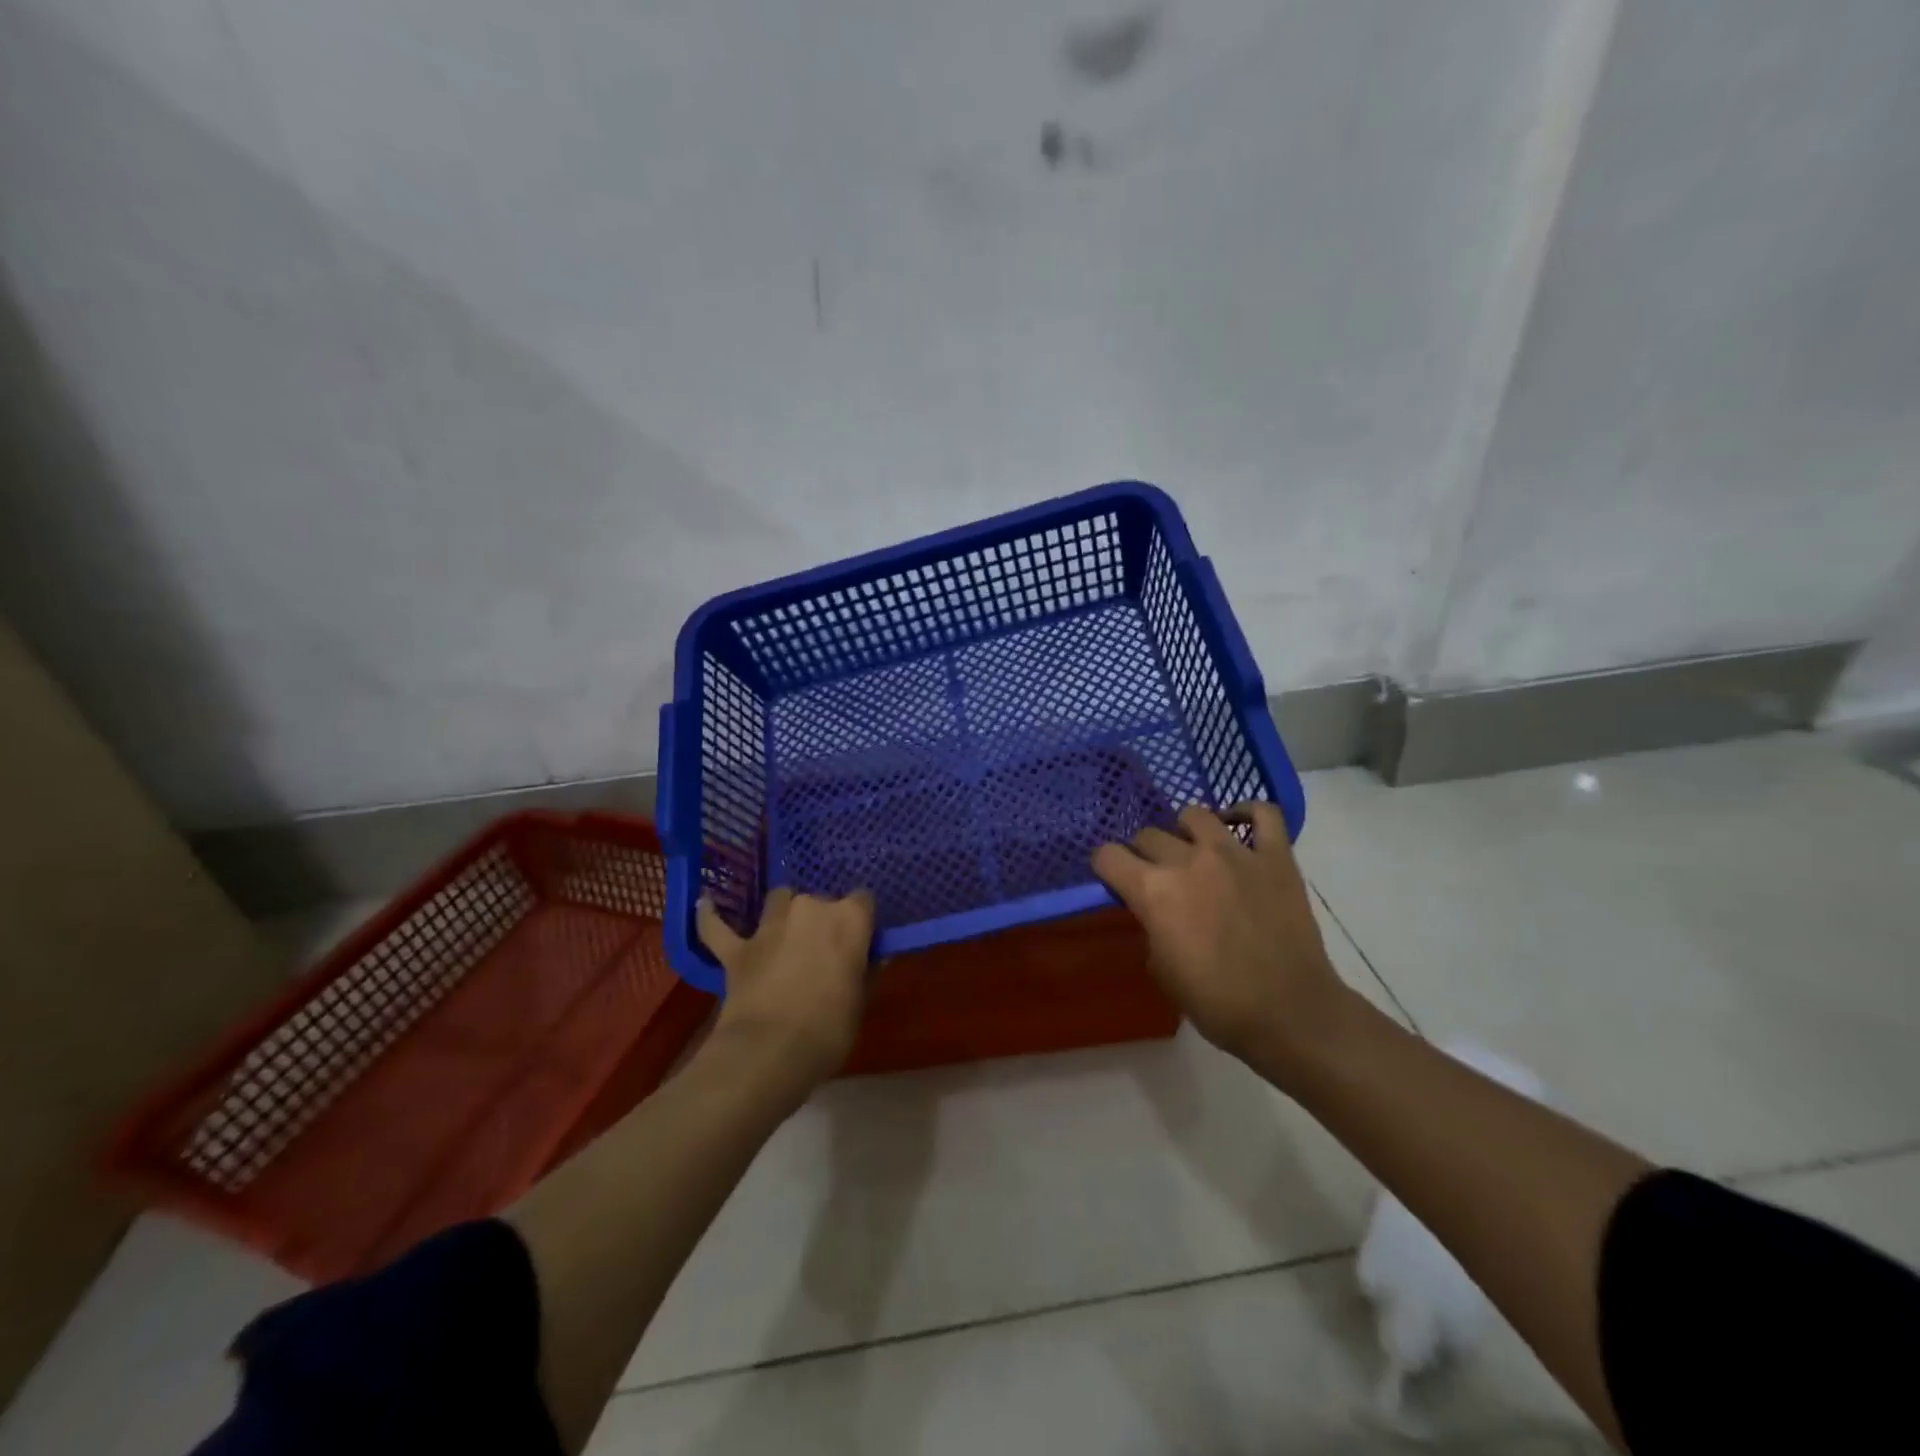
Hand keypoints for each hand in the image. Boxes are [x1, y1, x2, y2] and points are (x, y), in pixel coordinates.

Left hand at [697, 887, 875, 1093]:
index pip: (864, 901)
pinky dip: (712, 916)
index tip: (861, 939)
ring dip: (783, 912)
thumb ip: (865, 972)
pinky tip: (706, 904)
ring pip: (779, 900)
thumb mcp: (861, 1002)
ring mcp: (770, 925)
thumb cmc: (829, 1029)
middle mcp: (810, 908)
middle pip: (821, 900)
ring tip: (785, 931)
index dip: (861, 920)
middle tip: (824, 950)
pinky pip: (718, 926)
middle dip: (823, 919)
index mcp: (849, 919)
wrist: (770, 1052)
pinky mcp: (737, 948)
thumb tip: (872, 957)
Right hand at [1091, 803, 1350, 1074]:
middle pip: (1148, 834)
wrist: (1290, 1013)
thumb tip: (1157, 912)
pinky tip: (1238, 825)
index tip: (1113, 879)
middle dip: (1143, 853)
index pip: (1108, 856)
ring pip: (1196, 815)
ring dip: (1185, 832)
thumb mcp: (1162, 970)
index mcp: (1153, 892)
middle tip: (1156, 876)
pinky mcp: (1276, 856)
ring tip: (1193, 850)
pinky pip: (1264, 813)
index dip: (1105, 867)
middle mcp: (1188, 860)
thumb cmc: (1217, 1003)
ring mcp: (1235, 853)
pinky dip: (1247, 812)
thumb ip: (1151, 928)